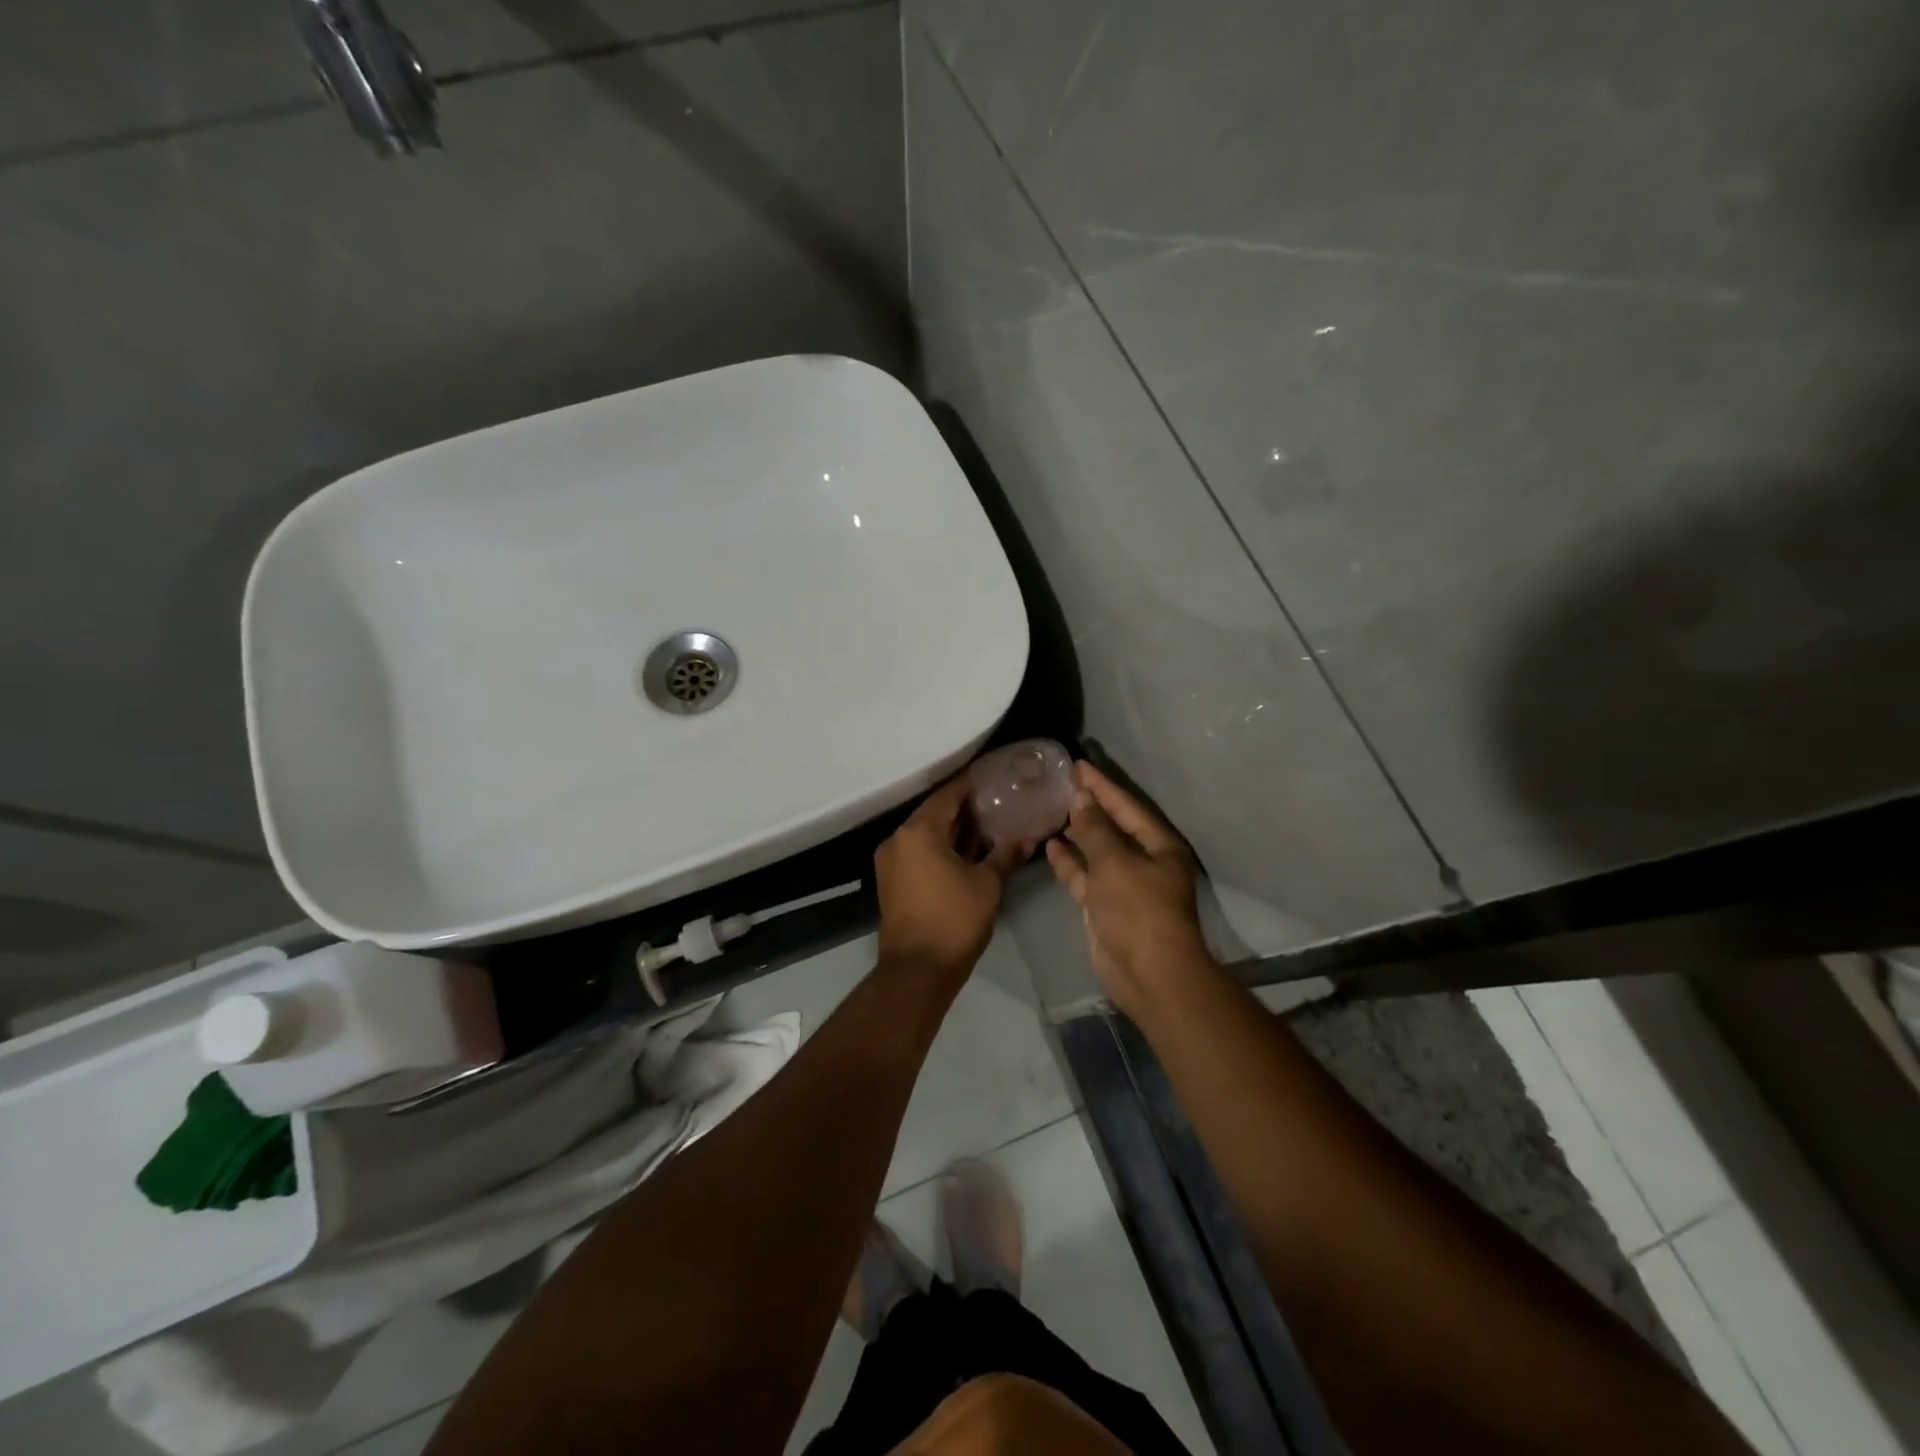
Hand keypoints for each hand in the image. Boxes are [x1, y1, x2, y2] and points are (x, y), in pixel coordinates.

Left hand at [875, 776, 1024, 977]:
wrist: (917, 970)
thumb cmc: (954, 920)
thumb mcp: (987, 885)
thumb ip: (1005, 855)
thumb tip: (1028, 838)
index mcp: (918, 832)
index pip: (947, 796)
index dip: (970, 786)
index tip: (993, 780)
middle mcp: (898, 839)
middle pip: (933, 813)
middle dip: (963, 808)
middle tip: (995, 802)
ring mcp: (891, 861)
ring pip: (925, 834)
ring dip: (952, 829)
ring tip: (986, 825)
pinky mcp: (892, 880)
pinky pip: (918, 852)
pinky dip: (939, 847)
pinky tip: (966, 851)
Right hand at [1046, 762, 1212, 1014]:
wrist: (1148, 974)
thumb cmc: (1138, 910)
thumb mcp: (1115, 863)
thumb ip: (1095, 830)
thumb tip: (1082, 800)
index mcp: (1159, 846)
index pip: (1127, 806)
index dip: (1102, 785)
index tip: (1078, 765)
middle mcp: (1144, 861)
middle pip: (1113, 826)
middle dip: (1089, 806)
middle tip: (1061, 783)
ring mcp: (1123, 885)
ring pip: (1096, 851)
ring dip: (1077, 833)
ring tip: (1051, 809)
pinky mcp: (1104, 906)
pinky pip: (1085, 876)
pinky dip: (1069, 862)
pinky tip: (1050, 844)